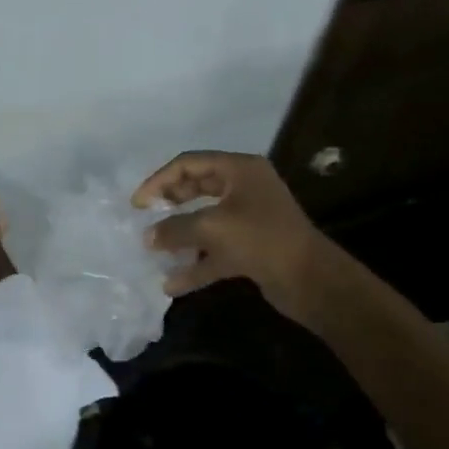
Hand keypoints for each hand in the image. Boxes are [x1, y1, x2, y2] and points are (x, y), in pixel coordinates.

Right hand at [132, 152, 333, 321]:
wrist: (310, 279)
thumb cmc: (261, 239)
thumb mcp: (212, 227)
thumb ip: (174, 229)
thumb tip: (148, 237)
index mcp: (240, 170)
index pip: (189, 163)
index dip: (159, 180)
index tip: (138, 204)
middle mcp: (244, 188)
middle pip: (196, 188)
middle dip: (169, 206)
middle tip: (146, 219)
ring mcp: (248, 219)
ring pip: (204, 222)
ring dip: (180, 237)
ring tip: (155, 251)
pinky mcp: (250, 247)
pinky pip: (215, 251)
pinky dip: (195, 265)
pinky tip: (172, 284)